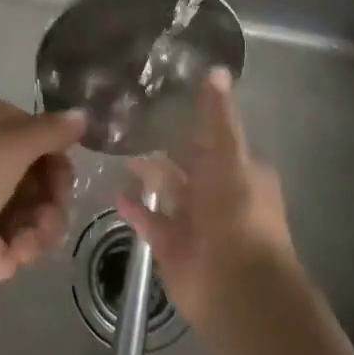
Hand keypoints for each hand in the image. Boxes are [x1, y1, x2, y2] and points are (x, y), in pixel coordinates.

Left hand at [0, 99, 84, 280]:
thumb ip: (52, 133)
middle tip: (37, 235)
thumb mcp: (16, 142)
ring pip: (22, 229)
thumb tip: (83, 114)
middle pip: (39, 198)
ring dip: (23, 245)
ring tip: (3, 251)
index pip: (48, 156)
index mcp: (3, 130)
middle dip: (45, 221)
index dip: (59, 179)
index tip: (59, 195)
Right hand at [115, 68, 294, 324]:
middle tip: (130, 118)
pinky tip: (113, 190)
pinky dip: (134, 207)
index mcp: (240, 169)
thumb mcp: (229, 153)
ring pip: (168, 190)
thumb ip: (218, 115)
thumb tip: (217, 69)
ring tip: (116, 147)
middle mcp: (218, 193)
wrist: (235, 285)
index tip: (165, 96)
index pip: (216, 136)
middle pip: (189, 163)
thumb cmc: (237, 210)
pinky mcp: (172, 245)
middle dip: (166, 144)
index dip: (194, 119)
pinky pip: (149, 220)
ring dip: (147, 172)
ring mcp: (195, 221)